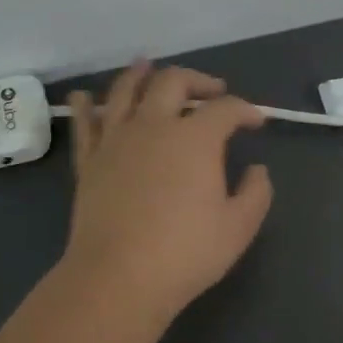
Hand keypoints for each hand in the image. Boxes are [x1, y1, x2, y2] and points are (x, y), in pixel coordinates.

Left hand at [59, 62, 273, 323]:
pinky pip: (84, 123)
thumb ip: (256, 193)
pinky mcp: (89, 160)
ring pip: (125, 90)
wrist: (119, 276)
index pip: (225, 108)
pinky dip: (84, 105)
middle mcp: (154, 125)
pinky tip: (84, 96)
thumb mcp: (238, 227)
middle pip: (173, 82)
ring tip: (147, 66)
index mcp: (195, 138)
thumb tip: (258, 170)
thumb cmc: (185, 253)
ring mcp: (116, 139)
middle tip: (211, 89)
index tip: (257, 121)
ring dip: (139, 74)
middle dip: (197, 79)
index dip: (246, 109)